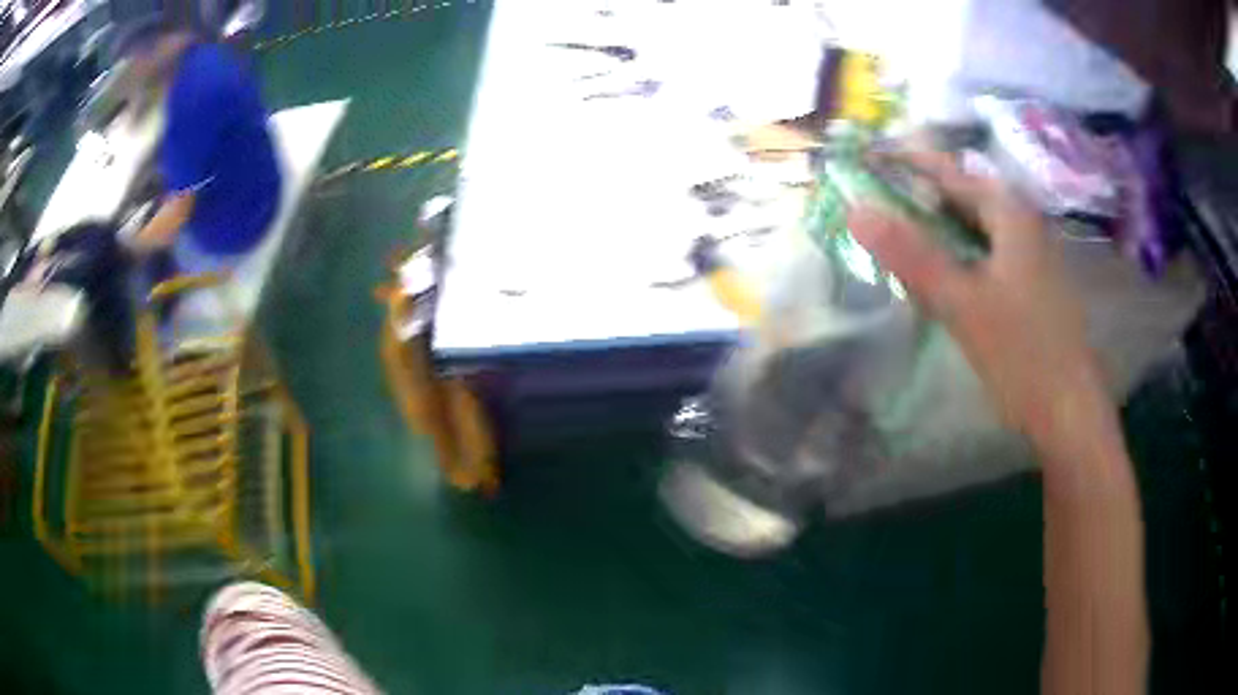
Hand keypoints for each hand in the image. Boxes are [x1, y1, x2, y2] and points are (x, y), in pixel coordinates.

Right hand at [846, 149, 1109, 447]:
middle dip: (922, 193)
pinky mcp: (1032, 286)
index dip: (909, 160)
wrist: (1069, 411)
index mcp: (1011, 214)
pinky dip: (959, 254)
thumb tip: (855, 210)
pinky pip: (987, 253)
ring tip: (901, 232)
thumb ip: (912, 256)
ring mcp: (1031, 256)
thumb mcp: (962, 303)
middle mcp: (1024, 224)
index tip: (869, 155)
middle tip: (878, 200)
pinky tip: (943, 274)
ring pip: (976, 226)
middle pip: (965, 194)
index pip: (952, 170)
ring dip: (939, 225)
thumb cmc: (1022, 353)